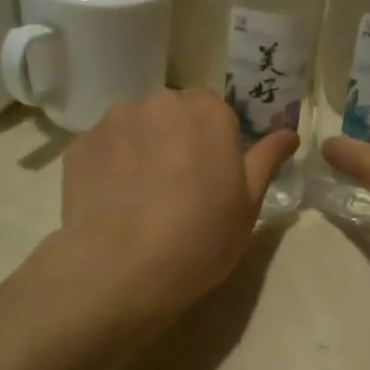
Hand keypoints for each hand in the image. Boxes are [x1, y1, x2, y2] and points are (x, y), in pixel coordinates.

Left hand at [59, 90, 297, 318]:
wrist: (124, 267)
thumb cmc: (201, 236)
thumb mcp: (249, 203)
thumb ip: (267, 159)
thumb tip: (290, 133)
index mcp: (209, 111)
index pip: (215, 111)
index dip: (214, 142)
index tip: (212, 174)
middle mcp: (161, 102)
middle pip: (172, 114)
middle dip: (175, 139)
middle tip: (177, 187)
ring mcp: (115, 120)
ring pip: (135, 128)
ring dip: (140, 148)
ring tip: (139, 196)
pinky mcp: (80, 144)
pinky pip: (103, 148)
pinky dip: (109, 166)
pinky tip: (113, 202)